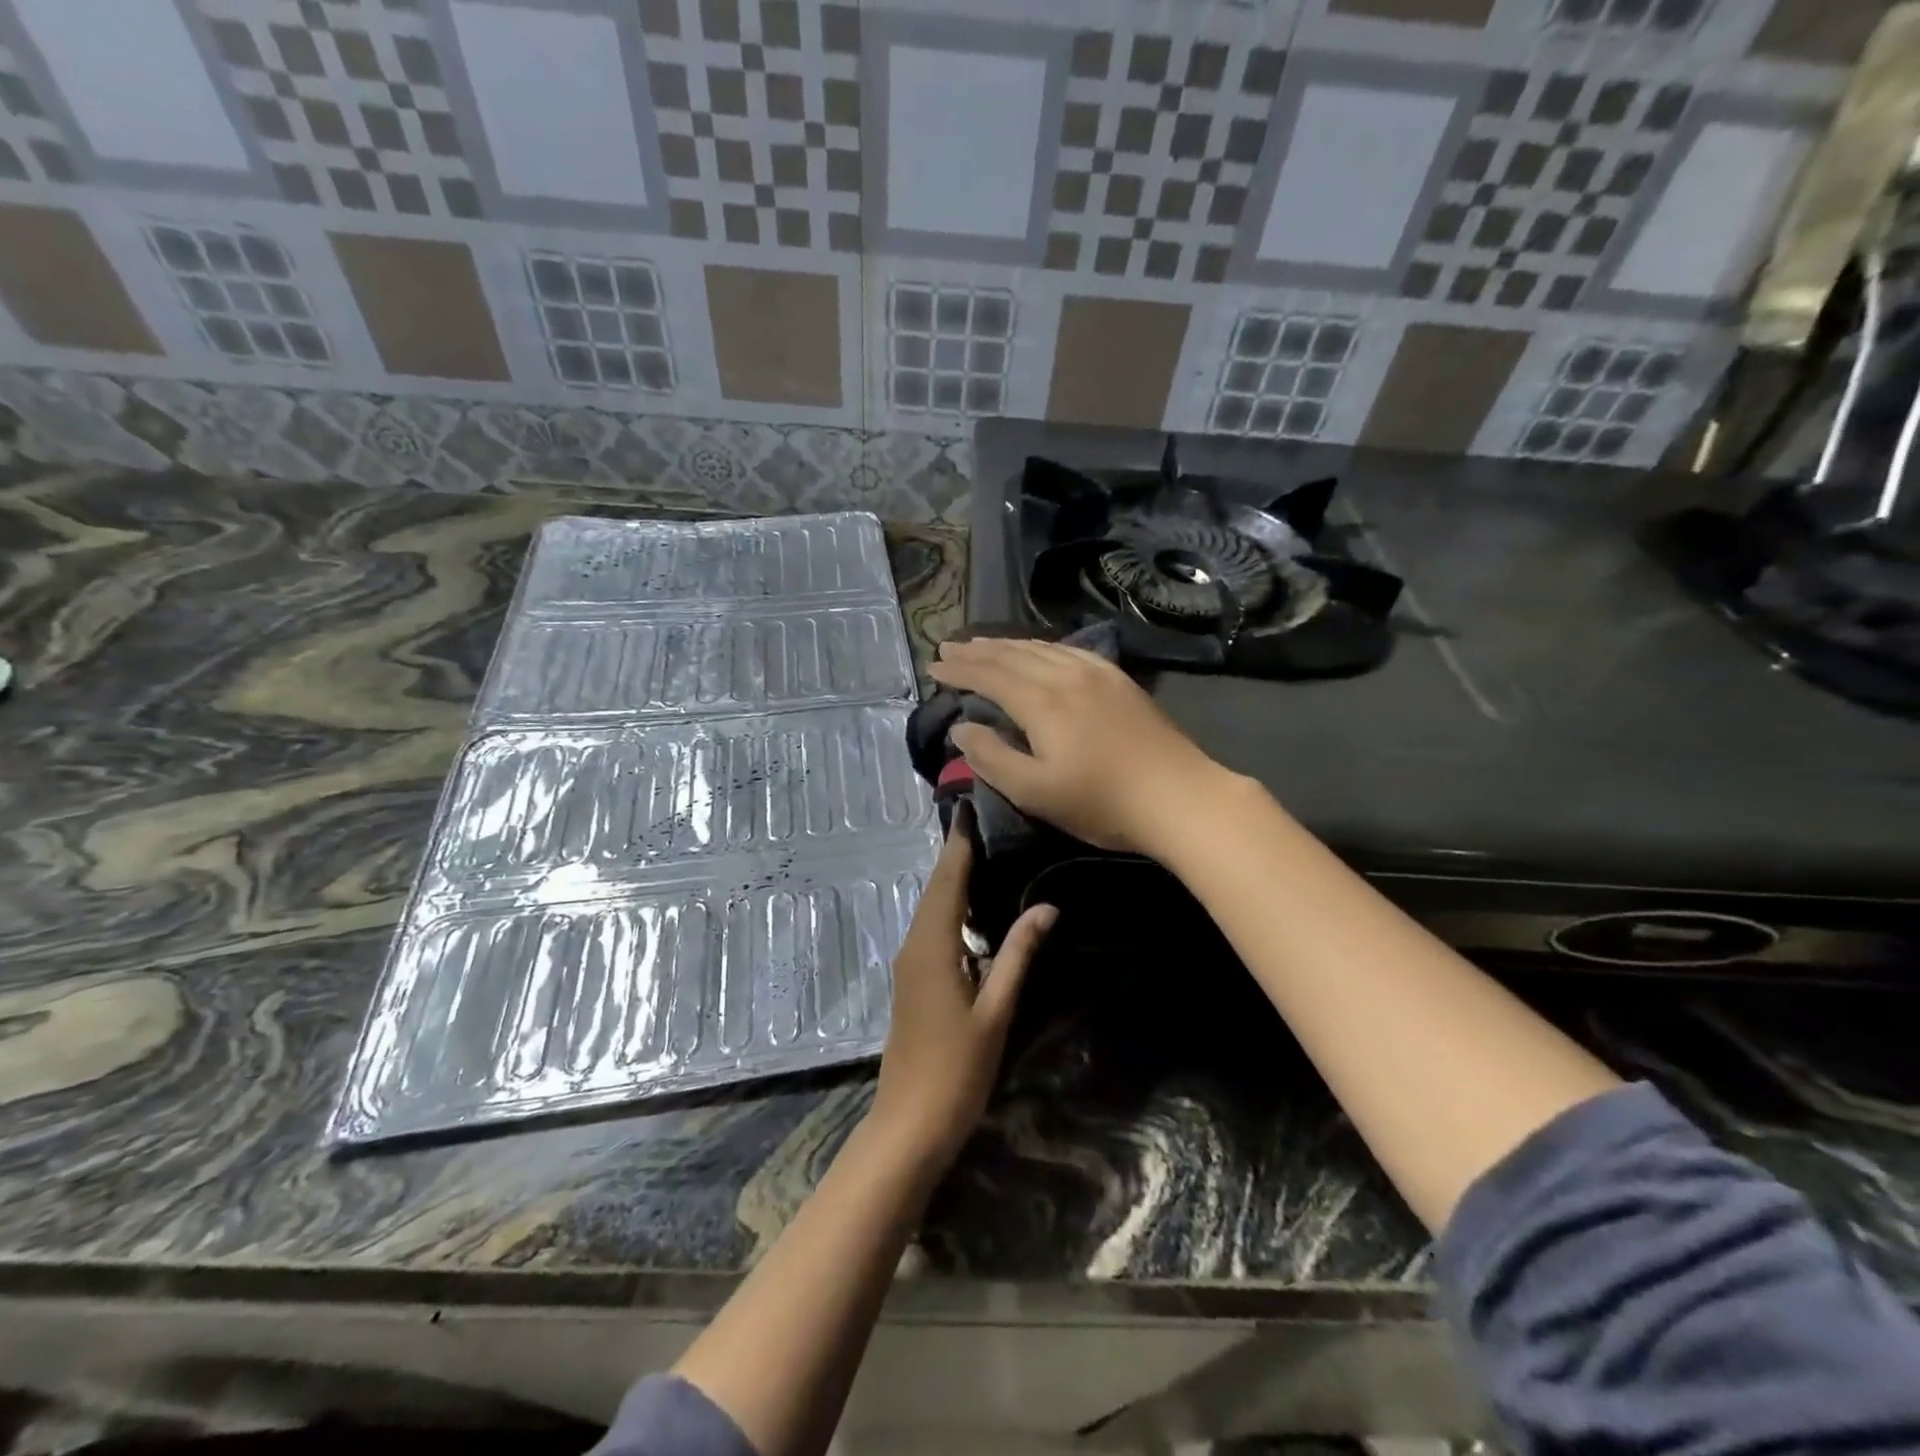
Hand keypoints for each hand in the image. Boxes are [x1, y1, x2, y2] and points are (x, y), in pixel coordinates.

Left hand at [867, 812, 1055, 1178]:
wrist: (909, 1124)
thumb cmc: (957, 1070)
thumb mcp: (995, 1011)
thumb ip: (1018, 955)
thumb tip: (1046, 906)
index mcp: (932, 946)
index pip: (947, 881)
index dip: (959, 844)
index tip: (970, 807)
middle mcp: (914, 945)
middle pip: (935, 889)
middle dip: (955, 854)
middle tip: (983, 821)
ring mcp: (909, 964)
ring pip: (930, 908)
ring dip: (951, 879)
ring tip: (983, 852)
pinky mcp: (912, 981)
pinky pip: (930, 928)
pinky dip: (948, 906)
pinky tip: (971, 907)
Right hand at [929, 638, 1231, 856]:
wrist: (1178, 796)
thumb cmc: (1101, 802)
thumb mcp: (1034, 792)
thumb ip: (991, 757)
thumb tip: (962, 727)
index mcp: (1040, 701)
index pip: (988, 675)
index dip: (958, 670)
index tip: (933, 666)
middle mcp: (1065, 675)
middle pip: (1012, 653)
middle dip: (977, 650)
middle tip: (948, 647)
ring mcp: (1097, 673)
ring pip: (1041, 647)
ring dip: (1007, 644)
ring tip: (984, 644)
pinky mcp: (1119, 680)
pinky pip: (1070, 650)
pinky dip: (1043, 647)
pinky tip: (1041, 651)